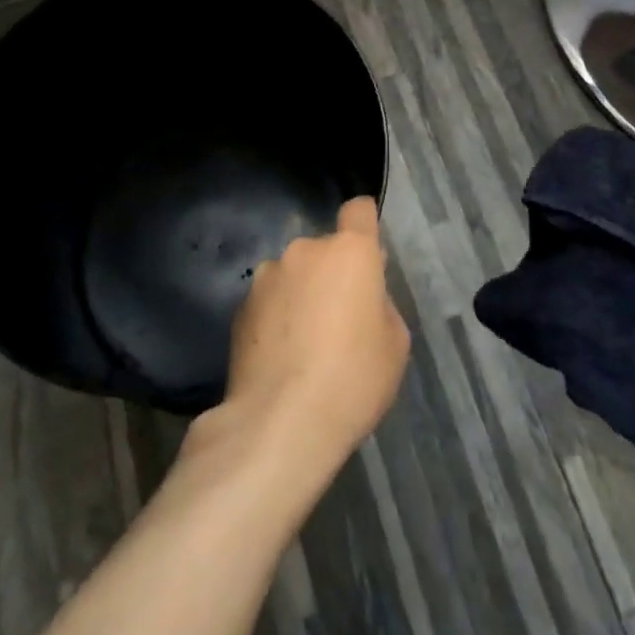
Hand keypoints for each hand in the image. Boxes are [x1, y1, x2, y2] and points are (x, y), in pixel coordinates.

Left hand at [210, 198, 410, 477]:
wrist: (280, 422)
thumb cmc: (353, 379)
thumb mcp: (394, 344)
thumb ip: (379, 303)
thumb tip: (360, 297)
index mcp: (349, 252)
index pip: (358, 211)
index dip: (365, 224)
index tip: (368, 253)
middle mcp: (304, 251)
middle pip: (325, 249)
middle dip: (333, 273)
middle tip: (340, 318)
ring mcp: (266, 276)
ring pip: (293, 274)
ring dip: (301, 293)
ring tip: (304, 343)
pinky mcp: (240, 306)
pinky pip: (269, 301)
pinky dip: (276, 317)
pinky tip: (280, 357)